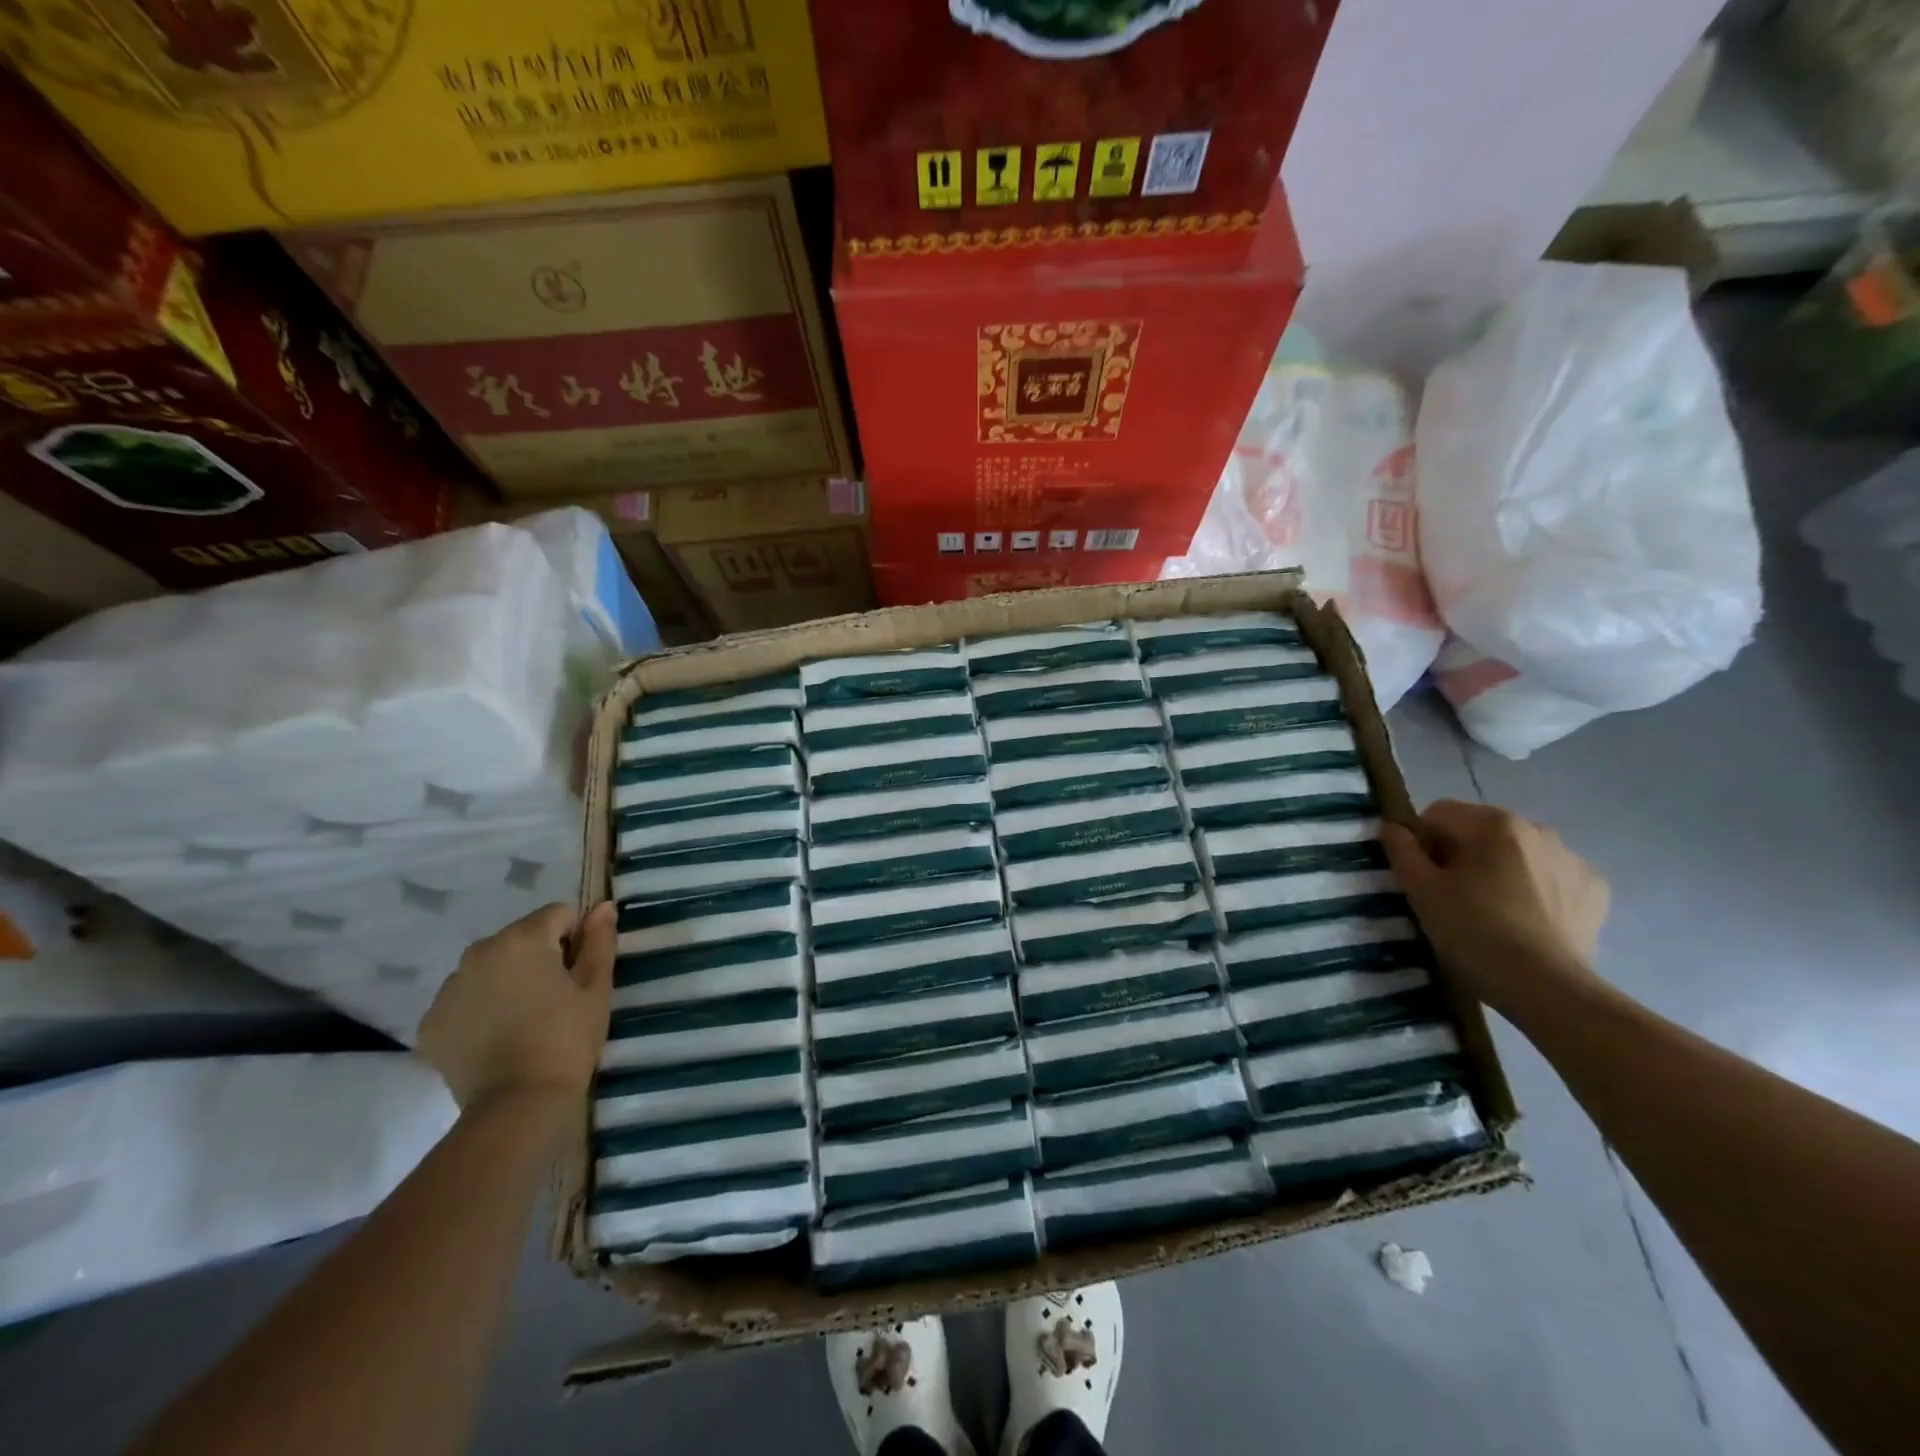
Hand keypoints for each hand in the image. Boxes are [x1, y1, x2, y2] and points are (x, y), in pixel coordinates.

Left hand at [418, 901, 615, 1109]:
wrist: (518, 1103)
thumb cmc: (567, 1039)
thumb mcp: (596, 988)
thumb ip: (600, 941)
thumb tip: (604, 906)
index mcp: (522, 939)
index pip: (558, 915)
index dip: (575, 938)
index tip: (578, 973)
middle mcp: (478, 952)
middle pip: (519, 938)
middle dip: (538, 957)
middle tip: (554, 998)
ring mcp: (448, 988)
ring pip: (488, 967)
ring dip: (506, 980)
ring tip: (523, 1019)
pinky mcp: (430, 1022)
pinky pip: (463, 1000)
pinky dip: (479, 1010)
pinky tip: (495, 1038)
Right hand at [1381, 800, 1608, 1014]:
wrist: (1547, 988)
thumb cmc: (1473, 932)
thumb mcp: (1421, 890)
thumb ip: (1402, 850)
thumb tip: (1392, 828)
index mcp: (1493, 823)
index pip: (1438, 813)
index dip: (1421, 841)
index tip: (1421, 876)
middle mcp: (1537, 829)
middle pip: (1480, 830)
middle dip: (1461, 853)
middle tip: (1451, 895)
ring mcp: (1572, 859)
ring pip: (1516, 852)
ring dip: (1498, 868)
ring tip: (1490, 910)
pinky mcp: (1595, 889)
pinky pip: (1550, 876)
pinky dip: (1534, 888)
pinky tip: (1525, 919)